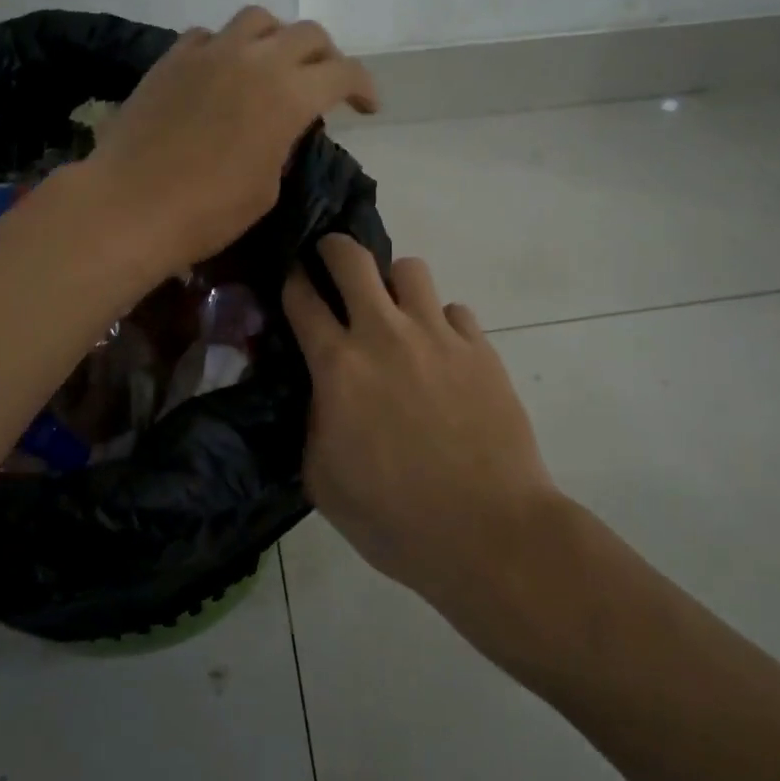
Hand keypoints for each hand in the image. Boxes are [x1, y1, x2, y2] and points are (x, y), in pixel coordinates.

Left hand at [90, 7, 377, 265]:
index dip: (363, 87)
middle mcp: (254, 59)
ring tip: (273, 66)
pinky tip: (222, 73)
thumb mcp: (267, 188)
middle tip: (325, 85)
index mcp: (288, 95)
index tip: (367, 106)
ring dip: (277, 39)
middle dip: (327, 57)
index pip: (343, 72)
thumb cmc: (208, 212)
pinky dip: (228, 47)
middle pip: (308, 34)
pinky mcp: (172, 59)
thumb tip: (283, 128)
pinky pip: (210, 35)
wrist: (130, 206)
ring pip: (258, 19)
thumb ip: (285, 145)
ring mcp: (209, 52)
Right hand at [283, 235, 557, 602]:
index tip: (292, 276)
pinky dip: (441, 323)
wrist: (487, 532)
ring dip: (394, 283)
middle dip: (334, 248)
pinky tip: (443, 354)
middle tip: (332, 262)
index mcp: (338, 366)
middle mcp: (385, 334)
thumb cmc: (394, 518)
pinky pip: (455, 311)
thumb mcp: (323, 480)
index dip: (292, 278)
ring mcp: (438, 336)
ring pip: (410, 269)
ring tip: (396, 312)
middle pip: (352, 258)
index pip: (302, 298)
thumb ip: (313, 422)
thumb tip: (320, 393)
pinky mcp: (481, 349)